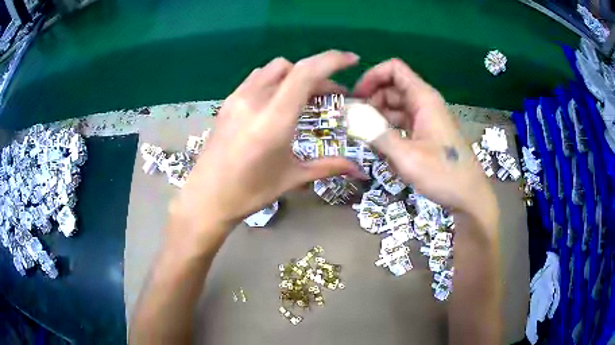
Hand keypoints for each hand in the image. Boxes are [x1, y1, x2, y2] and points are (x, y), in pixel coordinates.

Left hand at [169, 51, 363, 241]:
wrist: (206, 198)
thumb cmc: (249, 193)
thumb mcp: (291, 178)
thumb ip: (328, 167)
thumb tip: (360, 170)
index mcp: (274, 120)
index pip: (306, 73)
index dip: (332, 60)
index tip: (352, 60)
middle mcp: (255, 101)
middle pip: (293, 68)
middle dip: (318, 75)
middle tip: (332, 95)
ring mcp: (238, 99)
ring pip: (273, 69)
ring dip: (295, 75)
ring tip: (305, 96)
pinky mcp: (227, 103)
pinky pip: (256, 78)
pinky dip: (275, 80)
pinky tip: (278, 99)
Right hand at [354, 59, 496, 219]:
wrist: (469, 197)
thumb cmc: (443, 175)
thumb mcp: (406, 156)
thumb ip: (377, 133)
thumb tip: (349, 114)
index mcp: (424, 99)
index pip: (394, 69)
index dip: (372, 76)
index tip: (356, 97)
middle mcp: (425, 103)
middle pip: (392, 87)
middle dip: (371, 99)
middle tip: (354, 122)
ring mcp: (427, 119)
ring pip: (396, 106)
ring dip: (378, 117)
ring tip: (364, 137)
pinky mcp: (427, 133)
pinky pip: (402, 122)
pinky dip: (389, 129)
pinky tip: (380, 145)